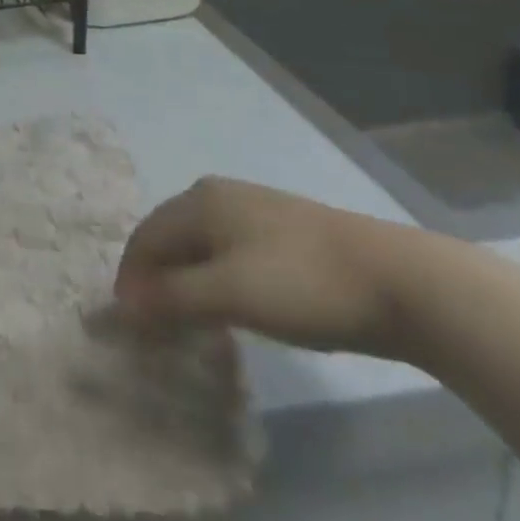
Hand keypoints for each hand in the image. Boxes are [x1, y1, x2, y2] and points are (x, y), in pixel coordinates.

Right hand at [113, 178, 422, 359]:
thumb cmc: (301, 282)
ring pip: (198, 244)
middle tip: (152, 326)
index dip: (130, 278)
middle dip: (154, 277)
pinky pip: (225, 251)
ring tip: (185, 321)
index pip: (145, 236)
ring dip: (182, 280)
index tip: (127, 325)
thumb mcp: (230, 293)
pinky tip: (226, 305)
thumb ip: (173, 297)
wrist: (395, 279)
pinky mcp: (279, 231)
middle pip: (168, 235)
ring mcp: (251, 209)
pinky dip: (211, 277)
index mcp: (199, 201)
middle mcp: (217, 195)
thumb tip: (123, 303)